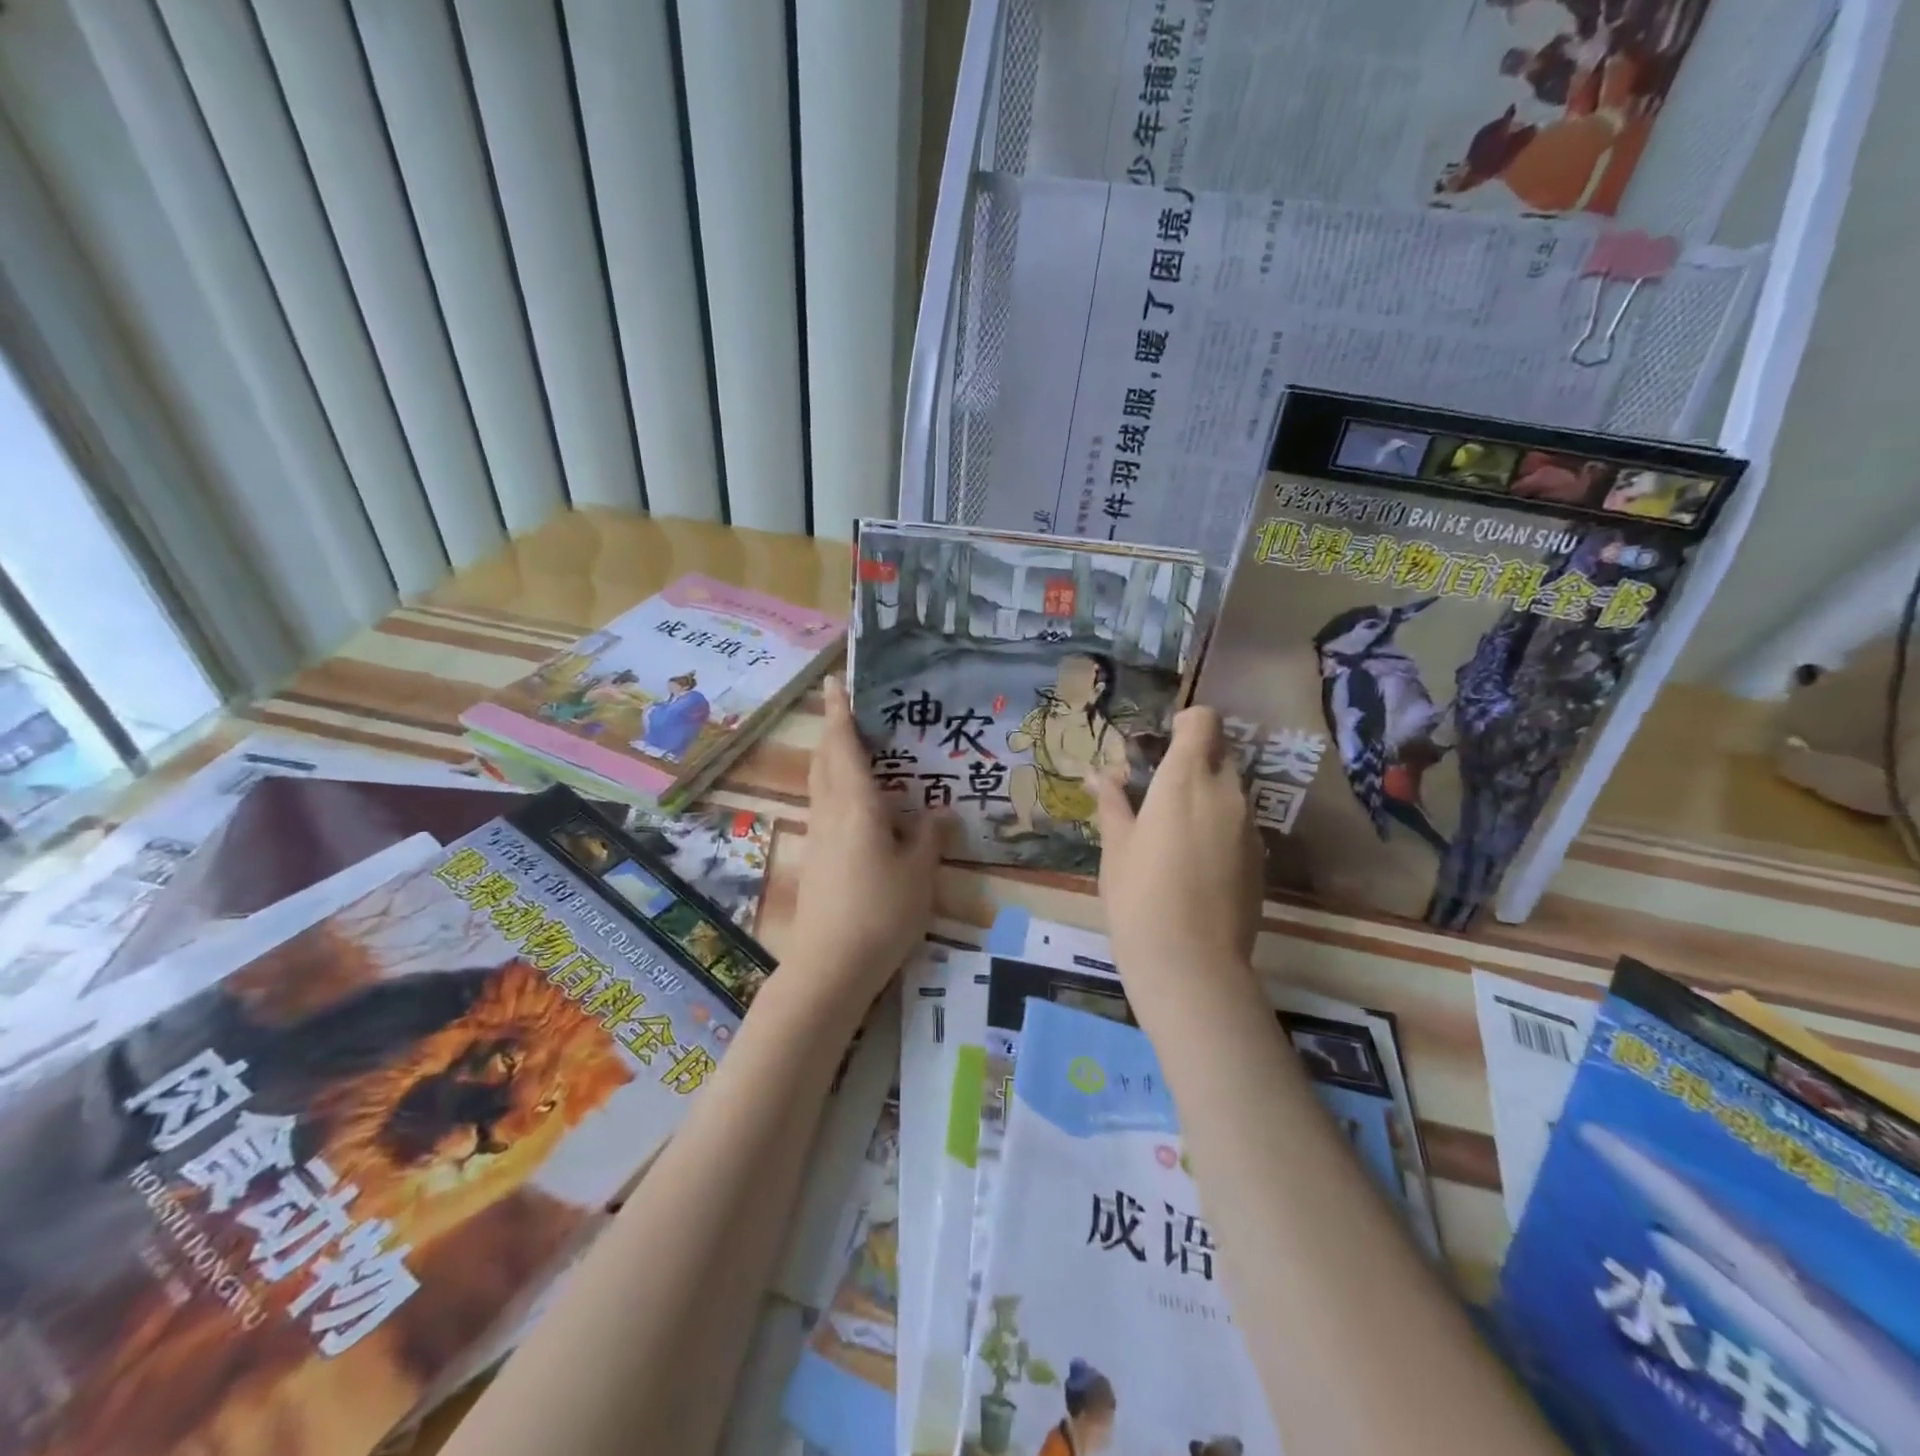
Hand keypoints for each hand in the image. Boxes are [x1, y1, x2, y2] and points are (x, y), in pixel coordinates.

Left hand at [786, 677, 945, 1000]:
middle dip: (835, 731)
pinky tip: (862, 803)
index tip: (835, 680)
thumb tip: (939, 811)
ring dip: (834, 758)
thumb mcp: (919, 872)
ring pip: (821, 782)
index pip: (844, 744)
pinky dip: (838, 788)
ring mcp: (818, 834)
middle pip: (825, 759)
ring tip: (861, 750)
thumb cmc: (881, 911)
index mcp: (856, 803)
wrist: (831, 965)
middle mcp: (831, 810)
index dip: (840, 710)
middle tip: (856, 712)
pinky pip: (826, 806)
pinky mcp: (816, 857)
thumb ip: (928, 836)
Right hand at [1096, 707, 1262, 1009]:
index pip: (1204, 721)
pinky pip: (1239, 824)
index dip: (1186, 723)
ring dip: (1207, 794)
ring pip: (1231, 790)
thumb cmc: (1138, 897)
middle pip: (1220, 753)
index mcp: (1185, 780)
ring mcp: (1249, 827)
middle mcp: (1226, 793)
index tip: (1161, 745)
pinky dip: (1220, 826)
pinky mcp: (1260, 859)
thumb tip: (1100, 774)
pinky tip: (1195, 863)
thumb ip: (1113, 803)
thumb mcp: (1115, 847)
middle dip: (1194, 760)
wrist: (1190, 964)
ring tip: (1174, 830)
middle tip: (1159, 789)